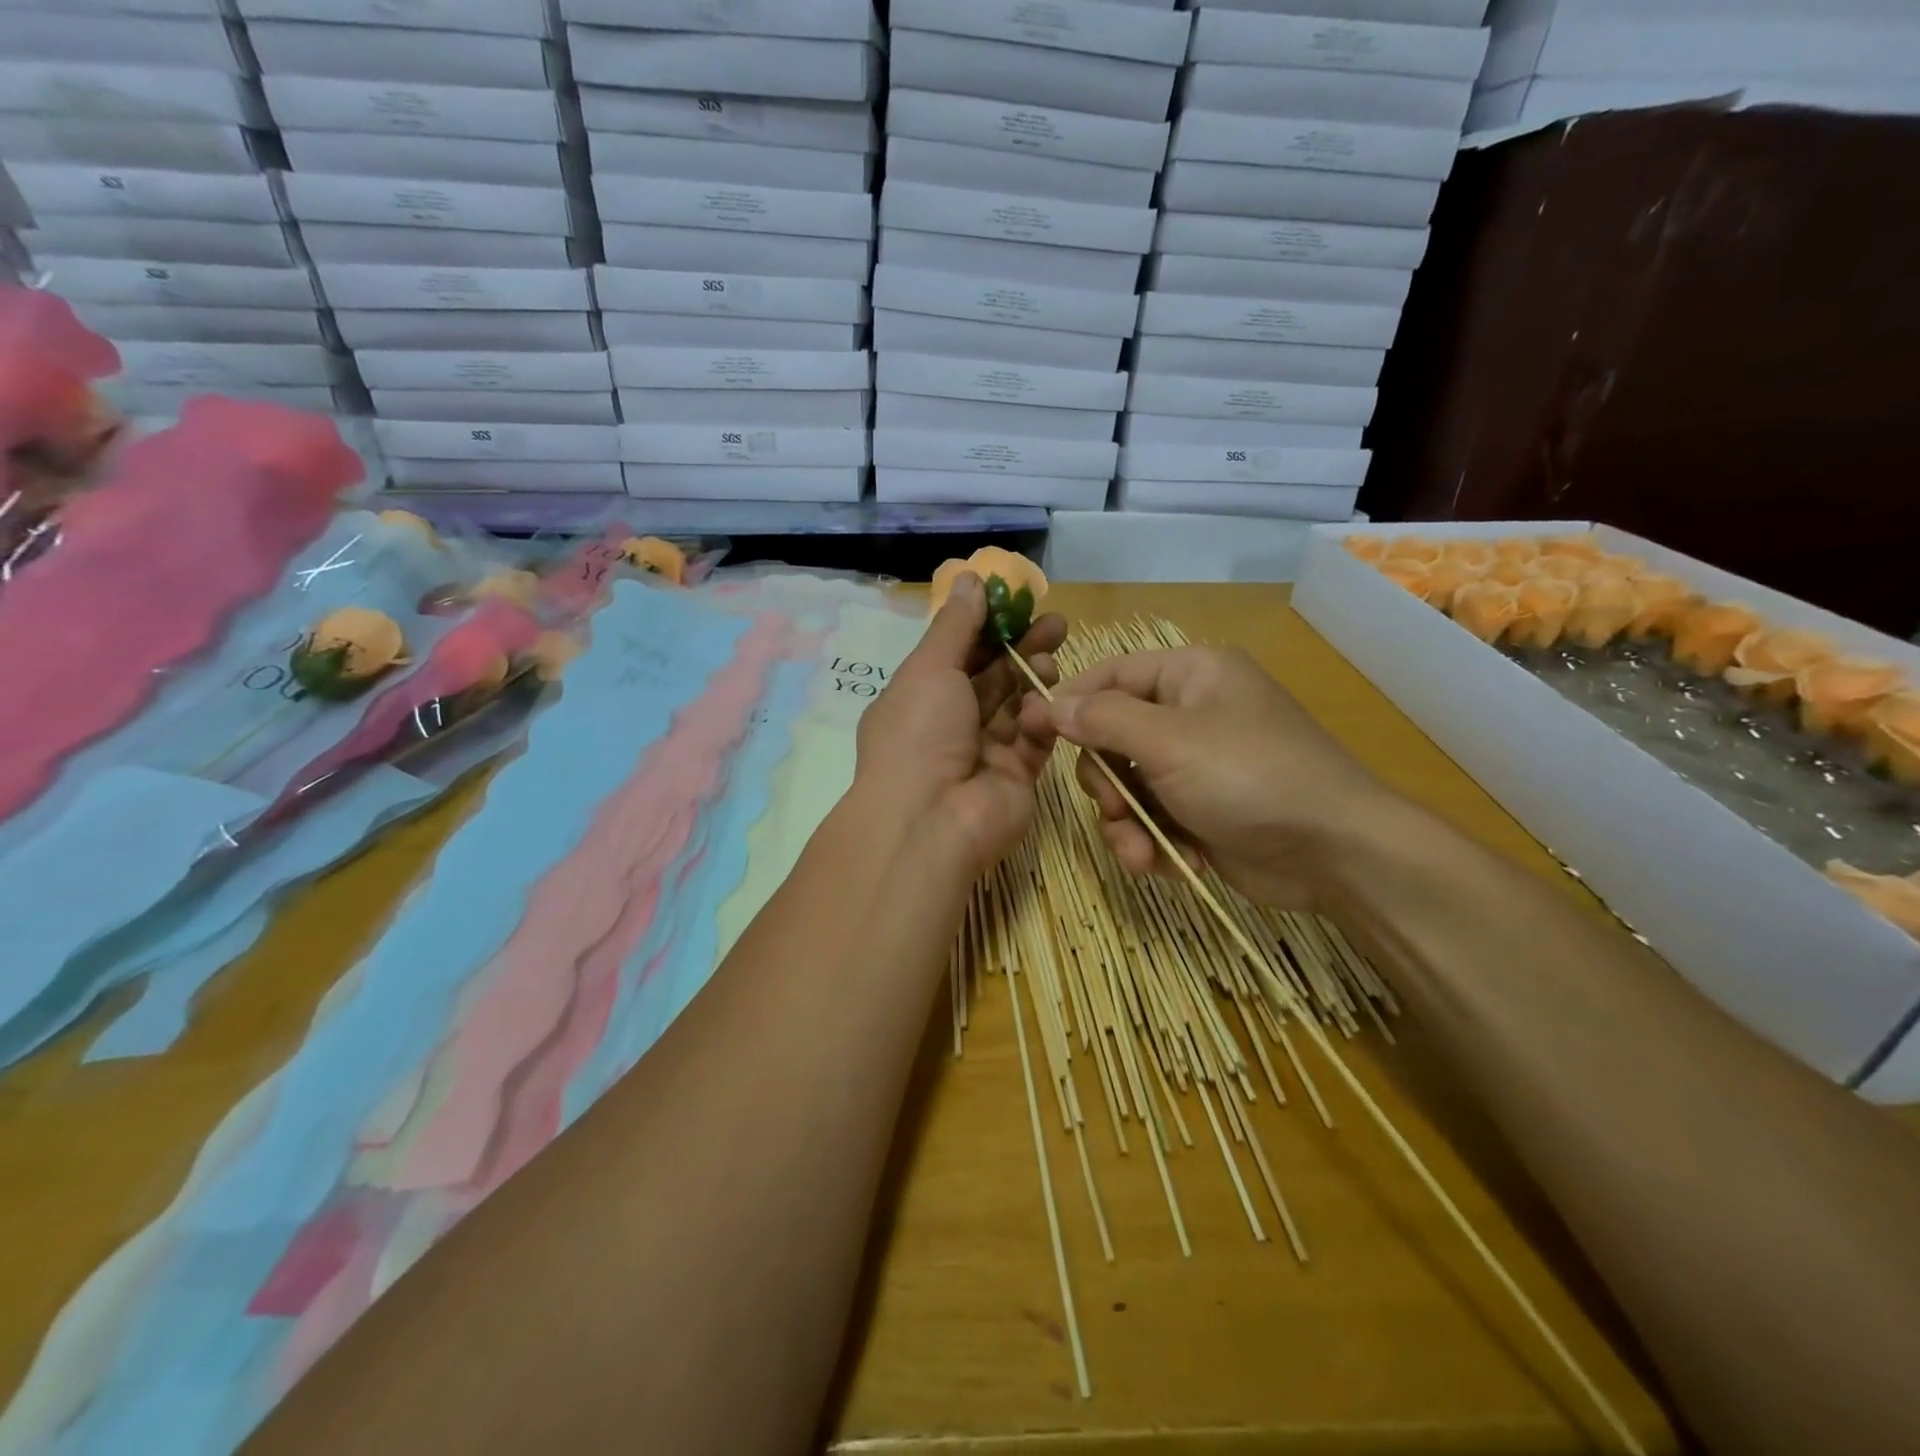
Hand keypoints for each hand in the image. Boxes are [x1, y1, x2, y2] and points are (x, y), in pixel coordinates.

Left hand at [854, 573, 1065, 875]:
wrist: (931, 821)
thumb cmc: (920, 734)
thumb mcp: (929, 668)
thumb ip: (956, 625)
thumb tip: (969, 579)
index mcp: (920, 697)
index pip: (958, 653)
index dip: (987, 626)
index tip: (1019, 601)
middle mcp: (951, 723)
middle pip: (993, 677)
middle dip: (1022, 647)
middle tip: (1057, 622)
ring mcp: (984, 751)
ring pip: (1017, 705)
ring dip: (1035, 676)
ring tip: (1054, 654)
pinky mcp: (1016, 776)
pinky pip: (1034, 739)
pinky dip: (1043, 717)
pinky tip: (1050, 700)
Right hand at [1020, 646, 1402, 909]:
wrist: (1334, 852)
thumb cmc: (1250, 776)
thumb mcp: (1169, 741)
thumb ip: (1102, 720)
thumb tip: (1048, 705)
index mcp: (1189, 676)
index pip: (1109, 675)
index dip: (1068, 703)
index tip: (1029, 733)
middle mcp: (1190, 714)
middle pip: (1111, 738)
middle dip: (1107, 784)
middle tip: (1115, 811)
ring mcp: (1195, 765)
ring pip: (1127, 787)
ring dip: (1127, 825)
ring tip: (1144, 855)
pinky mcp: (1200, 811)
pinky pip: (1152, 819)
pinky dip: (1154, 843)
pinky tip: (1175, 865)